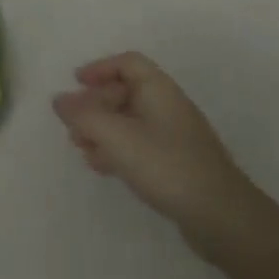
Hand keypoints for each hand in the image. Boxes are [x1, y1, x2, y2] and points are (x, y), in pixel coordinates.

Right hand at [53, 52, 261, 258]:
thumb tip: (59, 100)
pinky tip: (102, 167)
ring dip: (102, 129)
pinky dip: (116, 149)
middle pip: (126, 91)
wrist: (219, 215)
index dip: (100, 68)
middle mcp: (167, 106)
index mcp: (159, 90)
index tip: (75, 83)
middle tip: (73, 125)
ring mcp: (173, 136)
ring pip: (129, 120)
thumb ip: (84, 116)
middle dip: (95, 104)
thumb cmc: (167, 166)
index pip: (128, 63)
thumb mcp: (118, 138)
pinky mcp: (174, 162)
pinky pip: (138, 144)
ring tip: (81, 148)